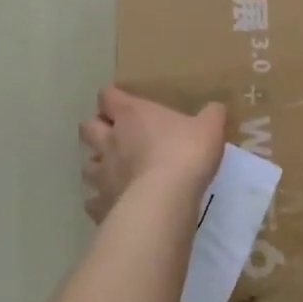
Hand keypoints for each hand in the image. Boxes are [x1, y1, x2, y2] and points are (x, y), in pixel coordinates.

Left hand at [79, 87, 226, 223]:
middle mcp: (110, 140)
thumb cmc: (185, 153)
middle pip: (87, 127)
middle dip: (96, 129)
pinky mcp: (102, 204)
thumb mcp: (209, 127)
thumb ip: (211, 115)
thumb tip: (215, 108)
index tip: (123, 103)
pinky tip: (115, 204)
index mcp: (131, 115)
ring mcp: (102, 174)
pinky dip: (101, 201)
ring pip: (87, 165)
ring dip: (98, 166)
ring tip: (114, 172)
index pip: (108, 97)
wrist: (165, 200)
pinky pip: (93, 202)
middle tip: (114, 135)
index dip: (112, 99)